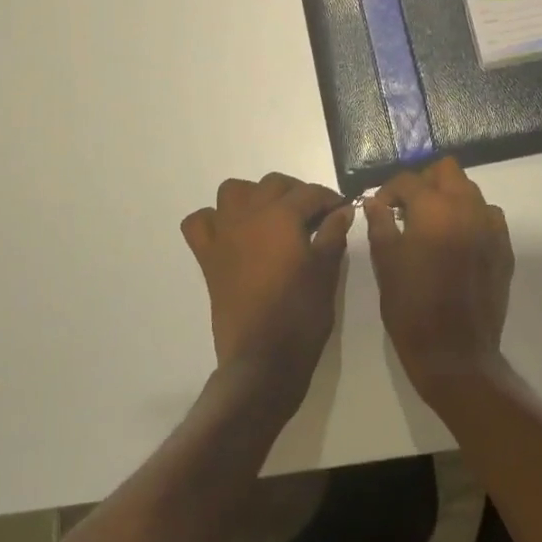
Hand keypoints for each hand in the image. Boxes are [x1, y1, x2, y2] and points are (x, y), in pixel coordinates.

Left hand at [180, 174, 353, 407]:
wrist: (263, 357)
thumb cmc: (301, 312)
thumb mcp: (327, 271)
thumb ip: (334, 234)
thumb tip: (342, 210)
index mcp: (281, 216)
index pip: (309, 193)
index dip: (329, 198)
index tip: (342, 210)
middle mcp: (248, 215)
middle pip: (272, 185)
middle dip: (295, 193)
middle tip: (313, 215)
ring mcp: (223, 234)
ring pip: (232, 192)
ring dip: (253, 196)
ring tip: (271, 216)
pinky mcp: (208, 257)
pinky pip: (199, 223)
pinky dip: (213, 220)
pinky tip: (231, 232)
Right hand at [365, 158, 513, 404]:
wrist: (454, 353)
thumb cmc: (411, 306)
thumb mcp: (386, 262)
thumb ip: (380, 224)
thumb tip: (375, 202)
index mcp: (434, 208)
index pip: (408, 180)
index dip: (389, 191)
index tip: (380, 208)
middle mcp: (467, 208)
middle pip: (447, 171)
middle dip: (424, 182)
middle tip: (407, 208)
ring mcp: (491, 227)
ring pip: (470, 191)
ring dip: (449, 198)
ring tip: (431, 225)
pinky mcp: (504, 248)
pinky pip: (487, 217)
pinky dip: (470, 218)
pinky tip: (456, 242)